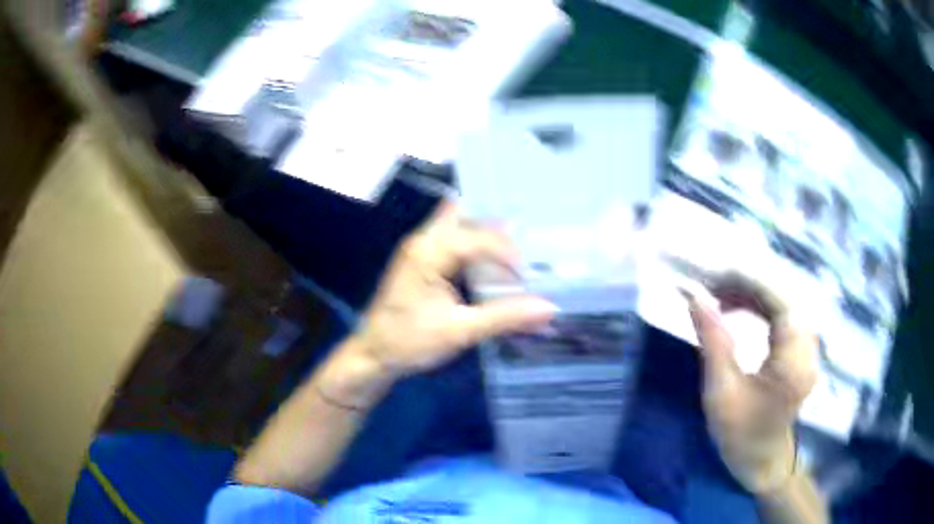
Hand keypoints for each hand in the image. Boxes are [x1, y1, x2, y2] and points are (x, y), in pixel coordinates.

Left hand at [348, 202, 556, 379]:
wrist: (373, 354)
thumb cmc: (409, 342)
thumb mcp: (459, 332)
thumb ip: (503, 318)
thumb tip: (548, 308)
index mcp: (428, 252)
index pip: (476, 237)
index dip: (506, 252)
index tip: (528, 275)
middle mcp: (422, 241)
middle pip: (463, 214)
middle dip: (494, 223)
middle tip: (527, 238)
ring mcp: (420, 248)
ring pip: (457, 223)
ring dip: (485, 232)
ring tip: (517, 247)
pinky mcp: (421, 260)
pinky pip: (452, 239)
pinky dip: (474, 245)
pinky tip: (492, 262)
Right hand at [686, 272, 818, 494]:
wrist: (762, 462)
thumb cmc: (740, 435)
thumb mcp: (721, 393)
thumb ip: (712, 341)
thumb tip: (694, 297)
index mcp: (793, 361)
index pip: (780, 301)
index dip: (749, 281)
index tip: (714, 277)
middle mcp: (807, 347)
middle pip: (782, 297)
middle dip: (746, 285)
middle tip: (711, 289)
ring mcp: (807, 347)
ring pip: (781, 302)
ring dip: (751, 294)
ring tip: (720, 298)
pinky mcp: (800, 349)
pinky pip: (781, 314)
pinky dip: (759, 307)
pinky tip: (738, 309)